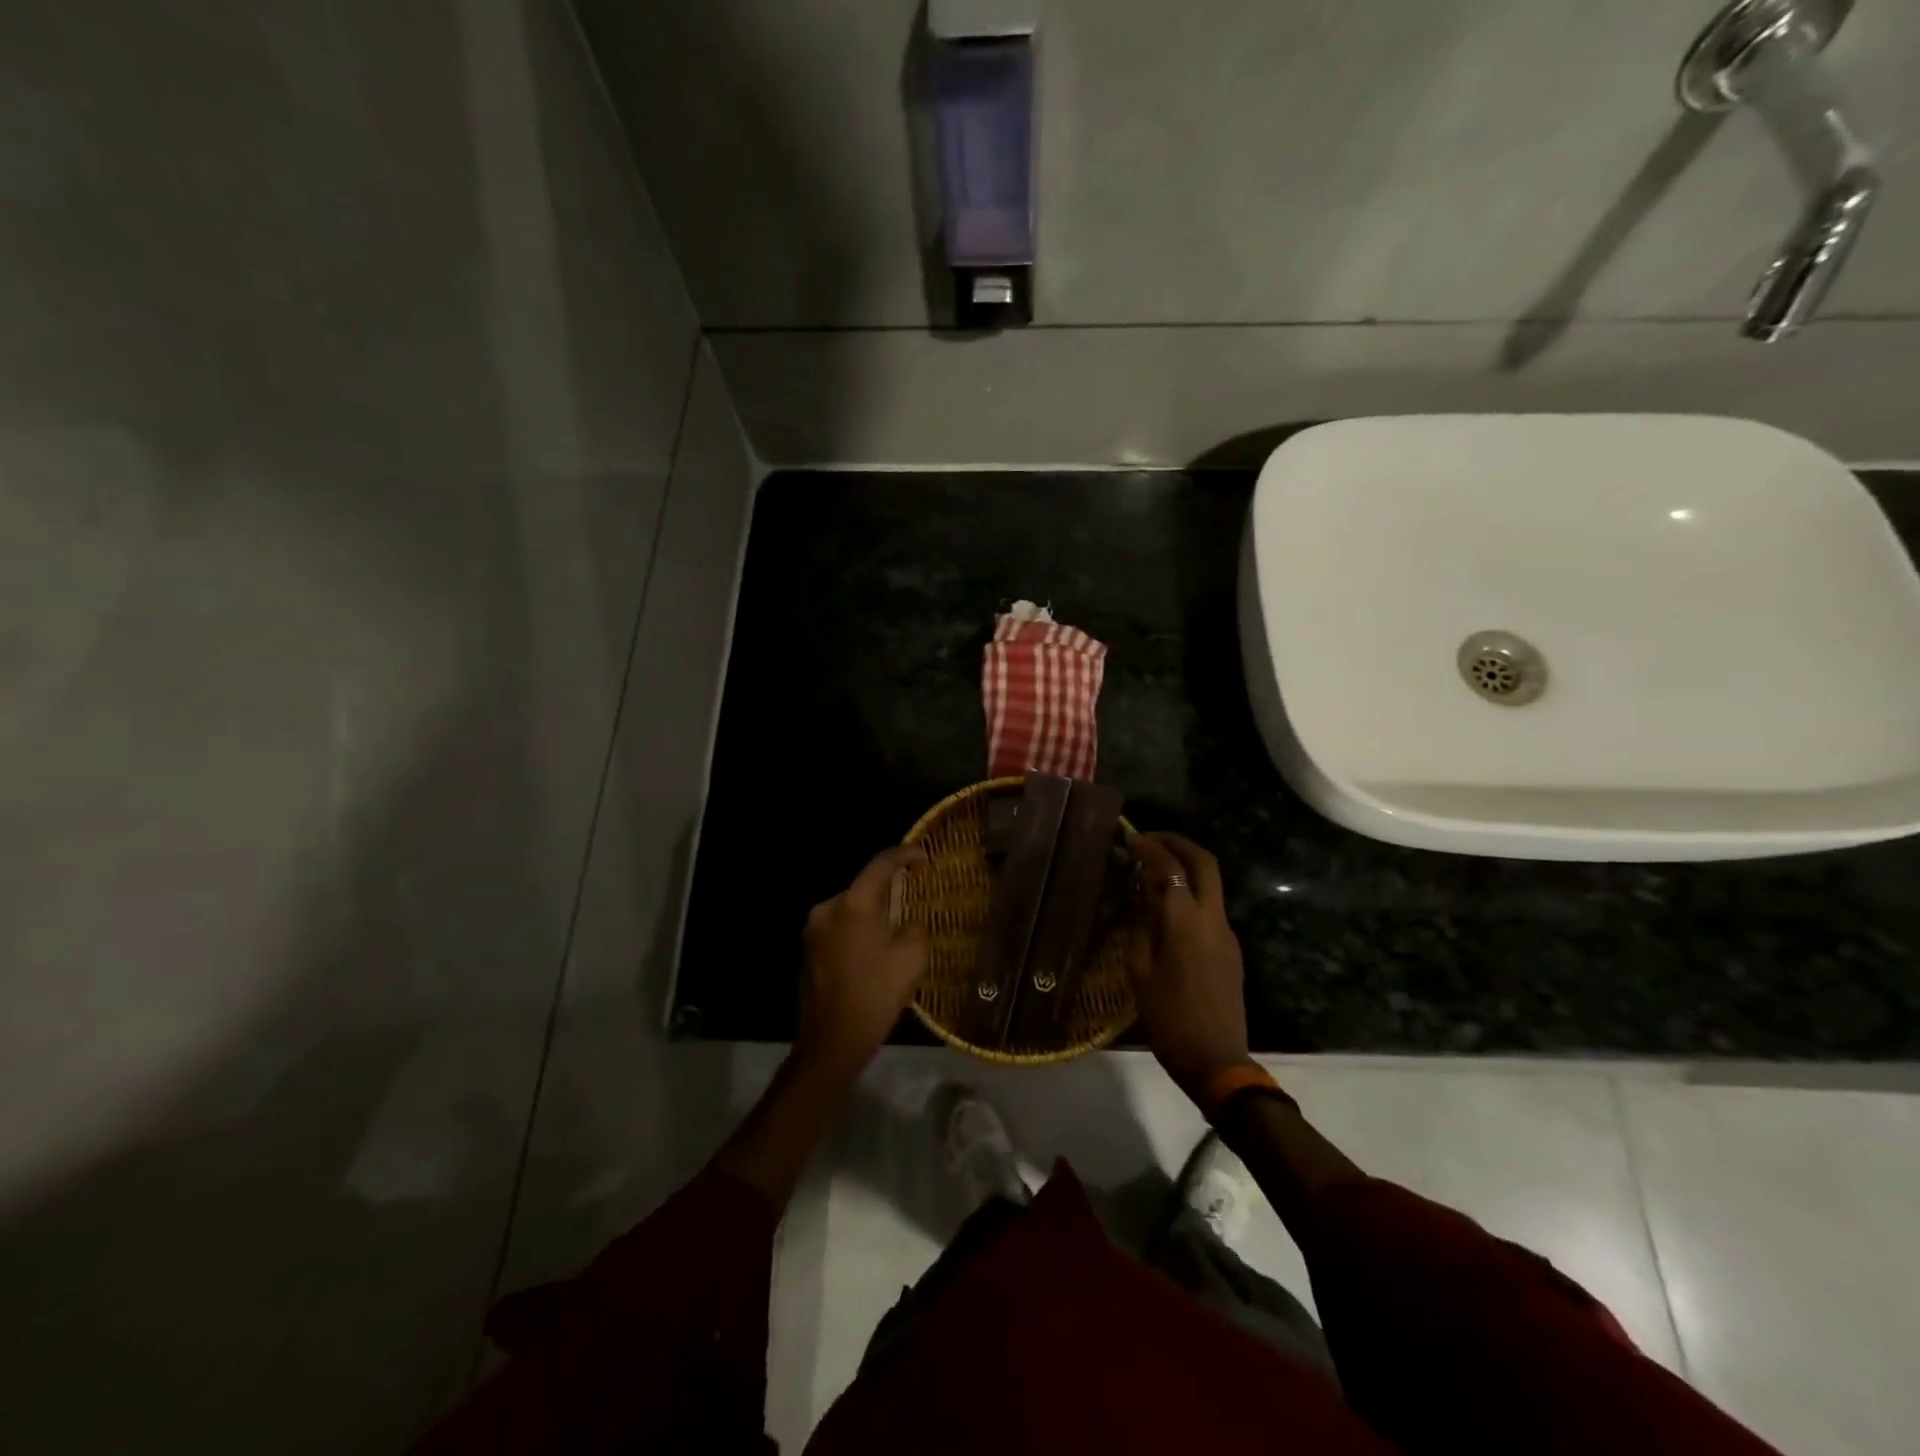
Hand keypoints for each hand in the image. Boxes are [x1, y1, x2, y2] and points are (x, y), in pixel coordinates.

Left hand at [795, 845, 930, 1081]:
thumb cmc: (875, 996)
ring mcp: (812, 929)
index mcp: (853, 904)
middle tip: (913, 901)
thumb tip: (906, 921)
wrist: (830, 1042)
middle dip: (889, 891)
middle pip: (864, 887)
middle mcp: (828, 908)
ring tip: (894, 930)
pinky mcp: (807, 949)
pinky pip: (839, 927)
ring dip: (872, 914)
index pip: (881, 864)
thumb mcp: (911, 959)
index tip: (923, 858)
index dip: (905, 855)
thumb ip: (914, 927)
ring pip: (851, 909)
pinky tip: (872, 951)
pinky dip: (857, 930)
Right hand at [1126, 833, 1253, 1101]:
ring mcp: (1226, 932)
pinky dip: (1191, 891)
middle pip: (1204, 862)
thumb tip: (1140, 897)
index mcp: (1186, 921)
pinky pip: (1211, 905)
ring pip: (1211, 882)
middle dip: (1178, 843)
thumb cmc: (1169, 1018)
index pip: (1170, 867)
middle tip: (1150, 840)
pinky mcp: (1231, 948)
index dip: (1150, 846)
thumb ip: (1140, 926)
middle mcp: (1213, 918)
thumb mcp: (1139, 971)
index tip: (1130, 836)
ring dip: (1186, 866)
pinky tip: (1168, 905)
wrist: (1217, 1060)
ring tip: (1154, 869)